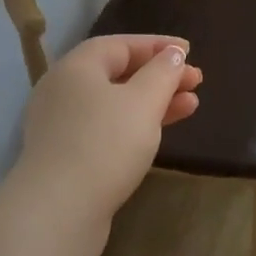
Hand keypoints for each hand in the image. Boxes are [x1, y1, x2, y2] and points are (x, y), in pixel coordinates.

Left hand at [12, 34, 202, 225]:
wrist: (59, 210)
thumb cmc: (105, 144)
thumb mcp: (143, 102)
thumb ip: (162, 73)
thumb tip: (173, 54)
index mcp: (76, 67)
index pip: (120, 45)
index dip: (157, 45)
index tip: (190, 51)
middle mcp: (63, 91)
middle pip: (117, 73)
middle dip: (159, 76)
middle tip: (196, 82)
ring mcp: (62, 126)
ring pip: (115, 104)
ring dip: (154, 102)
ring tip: (191, 106)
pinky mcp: (67, 156)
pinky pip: (107, 128)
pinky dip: (136, 125)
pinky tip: (160, 133)